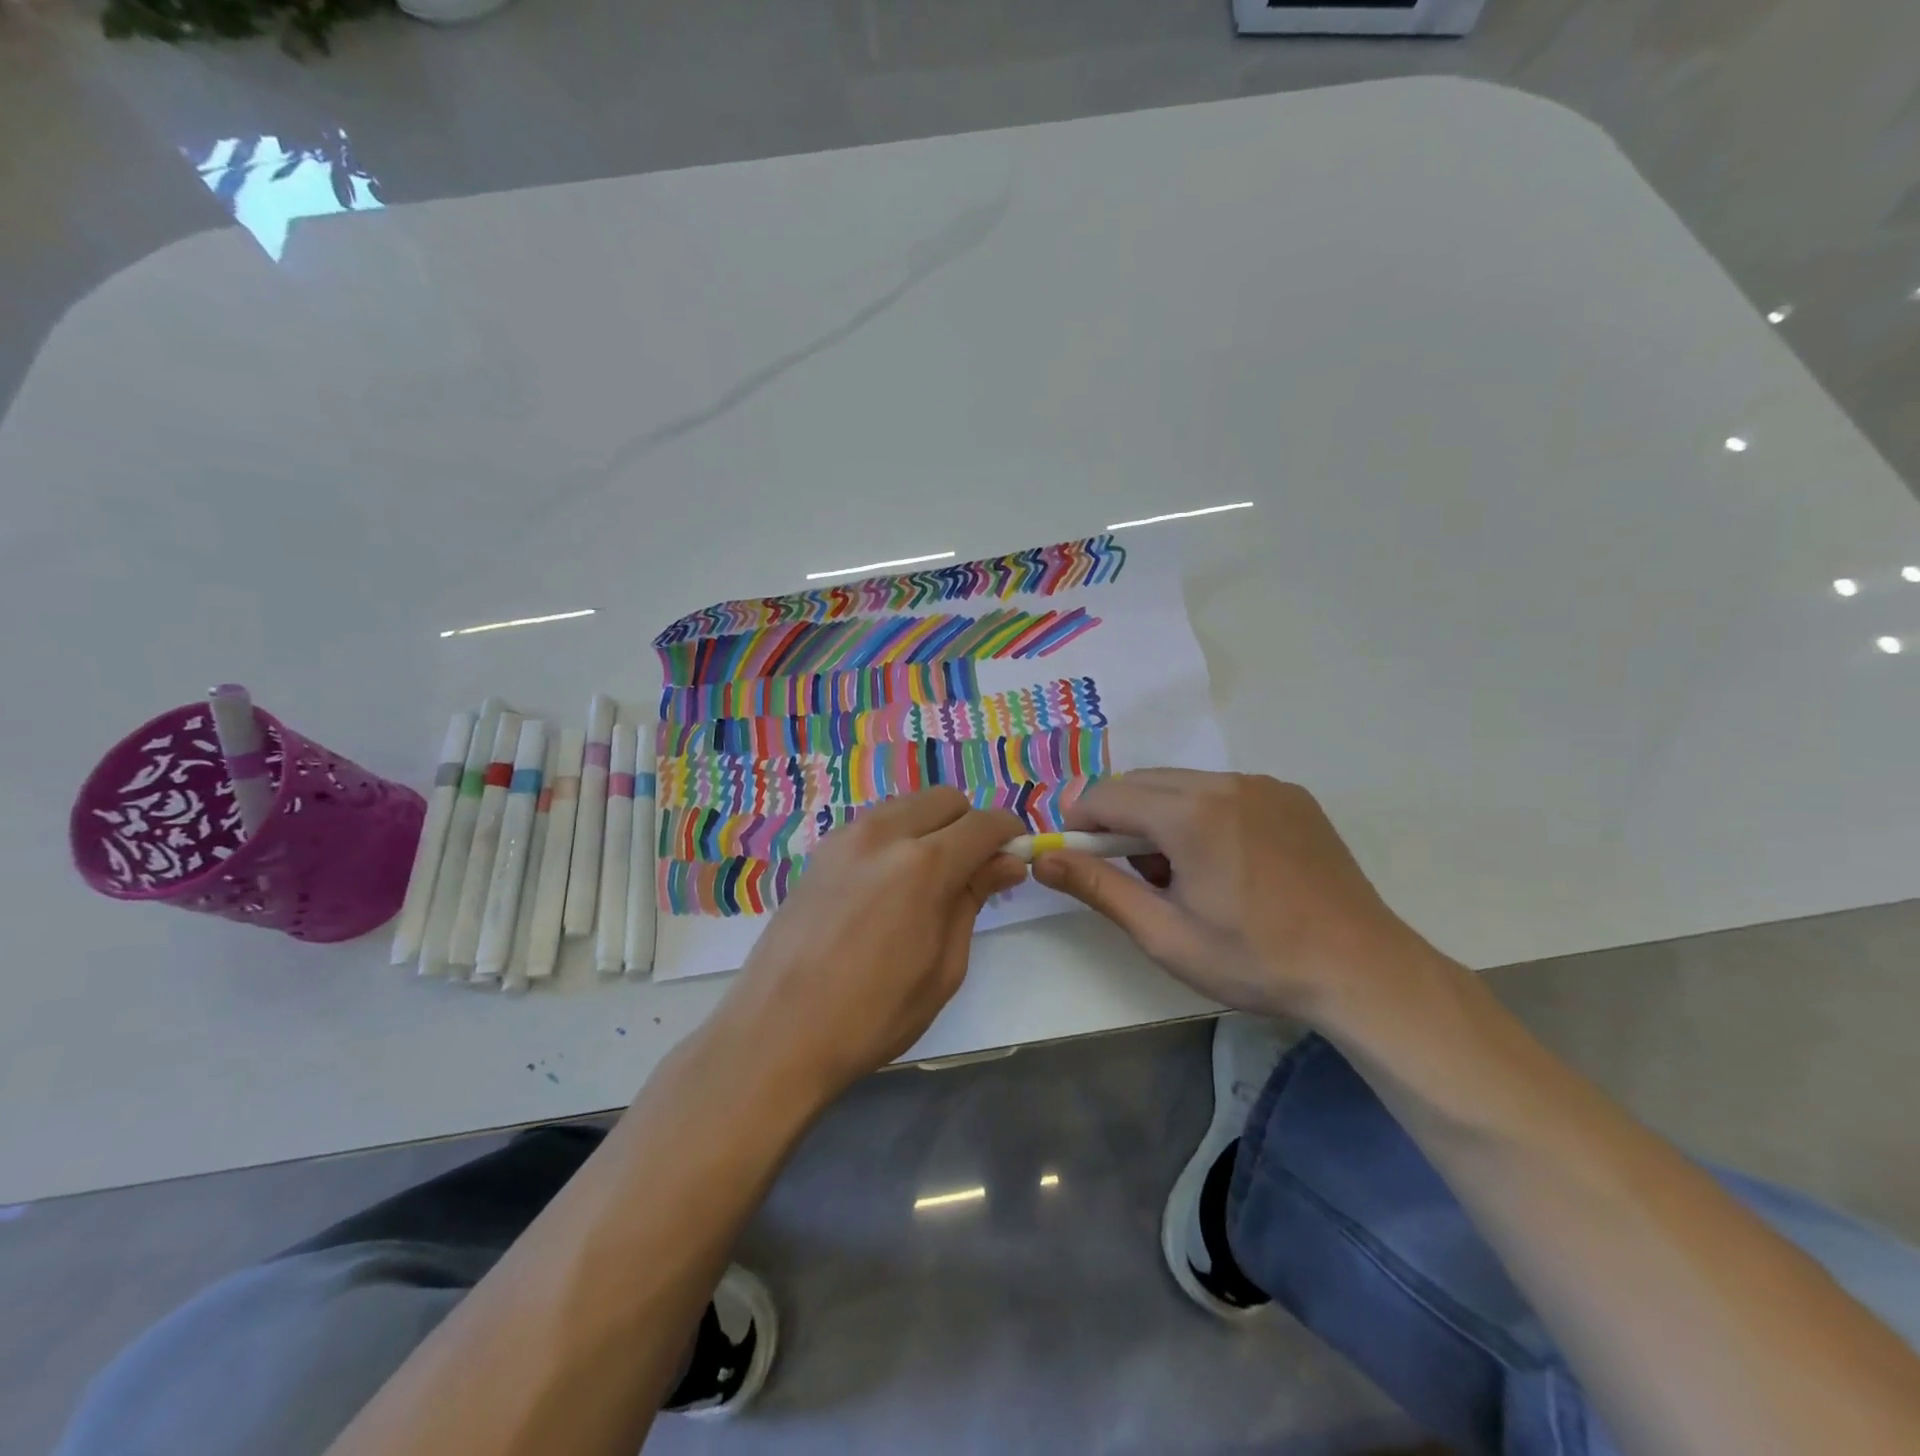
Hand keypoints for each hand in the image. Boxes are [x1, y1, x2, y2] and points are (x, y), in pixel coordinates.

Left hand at [712, 788, 1025, 1102]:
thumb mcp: (943, 967)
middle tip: (973, 871)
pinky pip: (874, 823)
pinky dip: (897, 836)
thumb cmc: (873, 1016)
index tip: (1015, 859)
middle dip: (969, 824)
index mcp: (923, 865)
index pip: (984, 823)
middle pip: (945, 799)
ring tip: (929, 878)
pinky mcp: (820, 851)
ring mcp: (845, 837)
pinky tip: (889, 883)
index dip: (1009, 836)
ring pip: (907, 805)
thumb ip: (973, 900)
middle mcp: (884, 833)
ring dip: (931, 826)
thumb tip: (1007, 862)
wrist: (776, 1034)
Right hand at [1031, 770, 1437, 1025]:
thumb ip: (1098, 888)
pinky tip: (1223, 861)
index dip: (1079, 822)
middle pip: (1142, 783)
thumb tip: (1042, 859)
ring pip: (1182, 784)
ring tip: (1179, 872)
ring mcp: (1262, 784)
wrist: (1362, 970)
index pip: (1106, 795)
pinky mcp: (1290, 795)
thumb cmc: (1255, 960)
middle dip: (1118, 819)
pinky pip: (1223, 790)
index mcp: (1190, 814)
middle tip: (1129, 873)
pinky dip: (1201, 812)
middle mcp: (1224, 783)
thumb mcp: (1164, 934)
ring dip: (1159, 815)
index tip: (1075, 857)